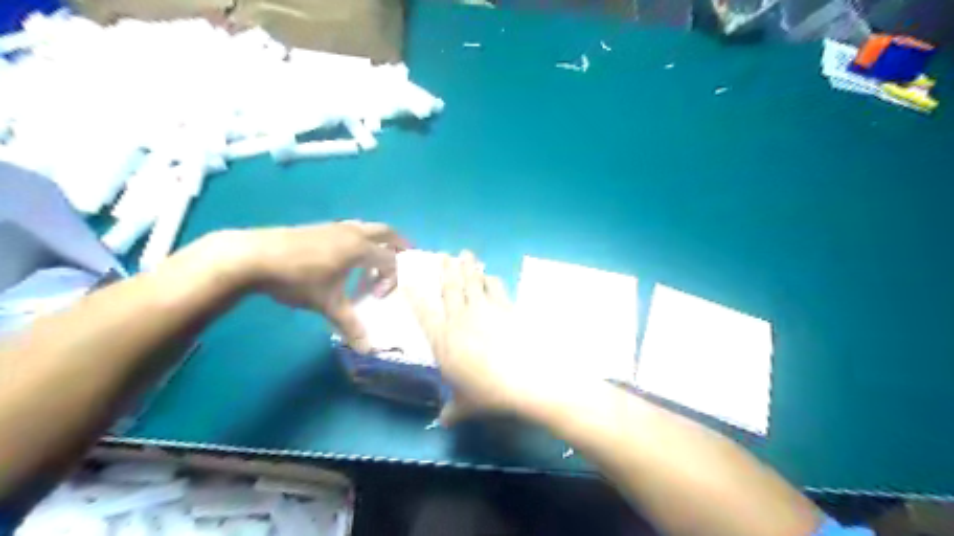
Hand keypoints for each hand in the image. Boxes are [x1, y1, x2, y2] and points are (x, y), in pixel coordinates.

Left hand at [236, 222, 405, 350]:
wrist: (254, 256)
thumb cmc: (298, 279)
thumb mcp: (327, 304)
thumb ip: (350, 325)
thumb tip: (368, 350)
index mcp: (360, 248)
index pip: (390, 260)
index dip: (391, 279)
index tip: (377, 296)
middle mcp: (352, 232)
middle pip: (386, 232)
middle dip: (398, 245)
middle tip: (403, 259)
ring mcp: (334, 227)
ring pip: (366, 228)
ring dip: (376, 242)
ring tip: (372, 261)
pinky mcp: (318, 228)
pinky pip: (349, 230)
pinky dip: (358, 241)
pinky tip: (343, 260)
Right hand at [405, 248, 548, 422]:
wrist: (525, 378)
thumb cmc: (488, 392)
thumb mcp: (466, 405)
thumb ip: (453, 410)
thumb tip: (443, 423)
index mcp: (443, 339)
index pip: (423, 311)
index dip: (415, 293)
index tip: (410, 278)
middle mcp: (459, 318)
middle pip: (449, 288)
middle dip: (446, 269)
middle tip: (444, 255)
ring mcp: (483, 309)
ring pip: (472, 281)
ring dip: (468, 267)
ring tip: (466, 255)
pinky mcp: (505, 307)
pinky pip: (496, 288)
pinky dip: (492, 280)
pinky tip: (491, 276)